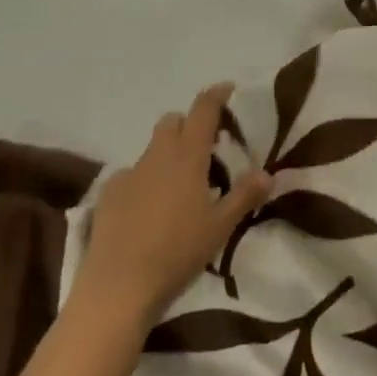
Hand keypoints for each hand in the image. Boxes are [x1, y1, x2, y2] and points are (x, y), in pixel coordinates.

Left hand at [74, 84, 271, 325]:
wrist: (118, 287)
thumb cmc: (177, 252)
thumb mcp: (220, 227)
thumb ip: (244, 195)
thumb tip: (268, 173)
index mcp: (188, 156)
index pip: (203, 109)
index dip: (216, 95)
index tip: (228, 89)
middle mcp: (157, 155)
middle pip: (173, 121)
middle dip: (189, 125)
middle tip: (207, 149)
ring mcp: (129, 173)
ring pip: (152, 149)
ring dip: (167, 155)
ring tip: (179, 187)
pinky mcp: (108, 195)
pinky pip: (131, 176)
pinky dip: (144, 182)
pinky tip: (148, 211)